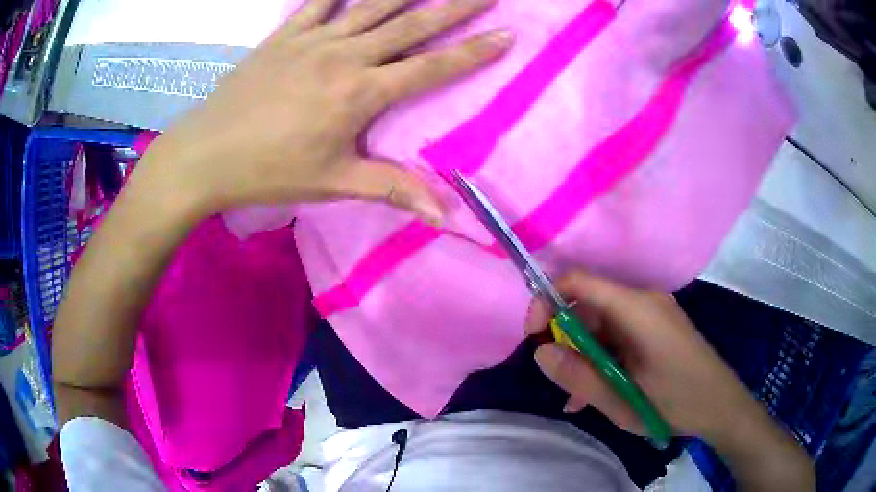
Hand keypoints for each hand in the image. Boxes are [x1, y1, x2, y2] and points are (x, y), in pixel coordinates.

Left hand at [140, 0, 513, 222]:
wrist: (207, 152)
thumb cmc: (270, 170)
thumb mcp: (334, 182)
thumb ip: (392, 188)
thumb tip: (445, 215)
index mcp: (361, 94)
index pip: (431, 68)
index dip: (472, 53)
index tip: (505, 35)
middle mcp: (345, 57)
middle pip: (411, 25)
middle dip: (454, 7)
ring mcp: (314, 40)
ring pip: (372, 5)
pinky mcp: (286, 34)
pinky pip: (319, 0)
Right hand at [524, 270, 758, 440]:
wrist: (722, 407)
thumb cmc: (676, 403)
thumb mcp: (622, 400)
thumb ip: (580, 377)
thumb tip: (540, 353)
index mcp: (637, 309)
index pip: (579, 282)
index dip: (547, 301)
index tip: (533, 337)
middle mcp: (644, 302)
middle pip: (590, 307)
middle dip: (568, 342)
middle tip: (563, 382)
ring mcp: (653, 316)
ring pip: (603, 326)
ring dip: (585, 357)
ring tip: (579, 398)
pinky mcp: (657, 330)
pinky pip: (620, 336)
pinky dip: (604, 359)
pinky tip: (598, 393)